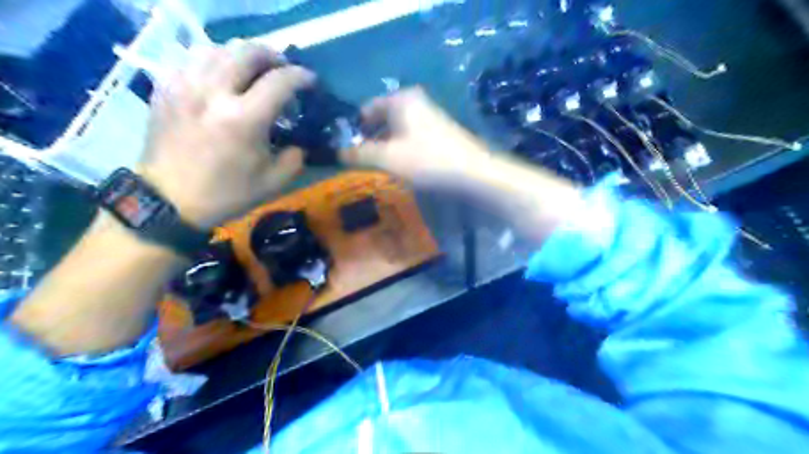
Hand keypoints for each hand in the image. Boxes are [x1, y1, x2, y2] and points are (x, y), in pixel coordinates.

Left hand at [138, 39, 315, 227]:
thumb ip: (295, 156)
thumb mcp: (273, 182)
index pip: (280, 81)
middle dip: (272, 55)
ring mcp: (185, 86)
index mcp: (244, 119)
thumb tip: (299, 139)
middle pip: (247, 51)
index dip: (301, 76)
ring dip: (242, 55)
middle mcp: (214, 93)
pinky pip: (191, 58)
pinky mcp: (166, 88)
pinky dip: (213, 60)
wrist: (168, 200)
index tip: (310, 81)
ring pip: (217, 48)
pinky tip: (220, 75)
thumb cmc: (225, 193)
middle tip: (282, 69)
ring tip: (252, 71)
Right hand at [343, 87, 492, 186]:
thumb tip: (337, 153)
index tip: (345, 149)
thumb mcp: (387, 158)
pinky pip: (409, 135)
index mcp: (400, 99)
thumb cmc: (426, 160)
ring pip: (396, 128)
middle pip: (381, 118)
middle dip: (369, 138)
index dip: (353, 129)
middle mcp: (414, 101)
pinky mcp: (438, 130)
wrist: (472, 172)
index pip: (366, 109)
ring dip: (384, 145)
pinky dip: (400, 147)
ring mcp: (428, 115)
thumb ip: (359, 154)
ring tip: (376, 165)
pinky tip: (399, 165)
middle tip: (359, 161)